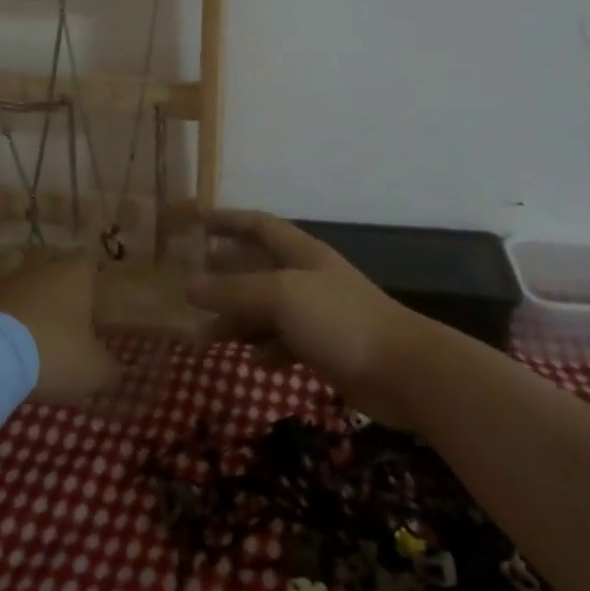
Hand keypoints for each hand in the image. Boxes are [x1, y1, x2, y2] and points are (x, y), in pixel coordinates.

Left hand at [0, 252, 121, 405]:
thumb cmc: (54, 350)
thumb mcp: (93, 369)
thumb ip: (110, 369)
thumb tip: (116, 371)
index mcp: (76, 272)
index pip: (92, 266)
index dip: (96, 287)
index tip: (98, 313)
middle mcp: (42, 267)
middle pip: (58, 279)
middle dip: (63, 304)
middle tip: (71, 335)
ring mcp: (7, 280)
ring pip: (29, 295)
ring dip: (33, 316)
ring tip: (37, 350)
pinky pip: (2, 312)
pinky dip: (7, 329)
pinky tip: (9, 355)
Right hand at [187, 210, 429, 426]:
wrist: (402, 370)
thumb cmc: (339, 320)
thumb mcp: (281, 296)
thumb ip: (234, 291)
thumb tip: (188, 286)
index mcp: (300, 253)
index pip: (258, 225)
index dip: (227, 220)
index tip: (195, 221)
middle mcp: (307, 277)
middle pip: (257, 268)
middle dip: (223, 275)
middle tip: (187, 287)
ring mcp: (317, 314)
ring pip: (267, 309)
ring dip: (238, 320)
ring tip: (205, 335)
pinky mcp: (324, 347)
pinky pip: (285, 343)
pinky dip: (267, 350)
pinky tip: (254, 362)